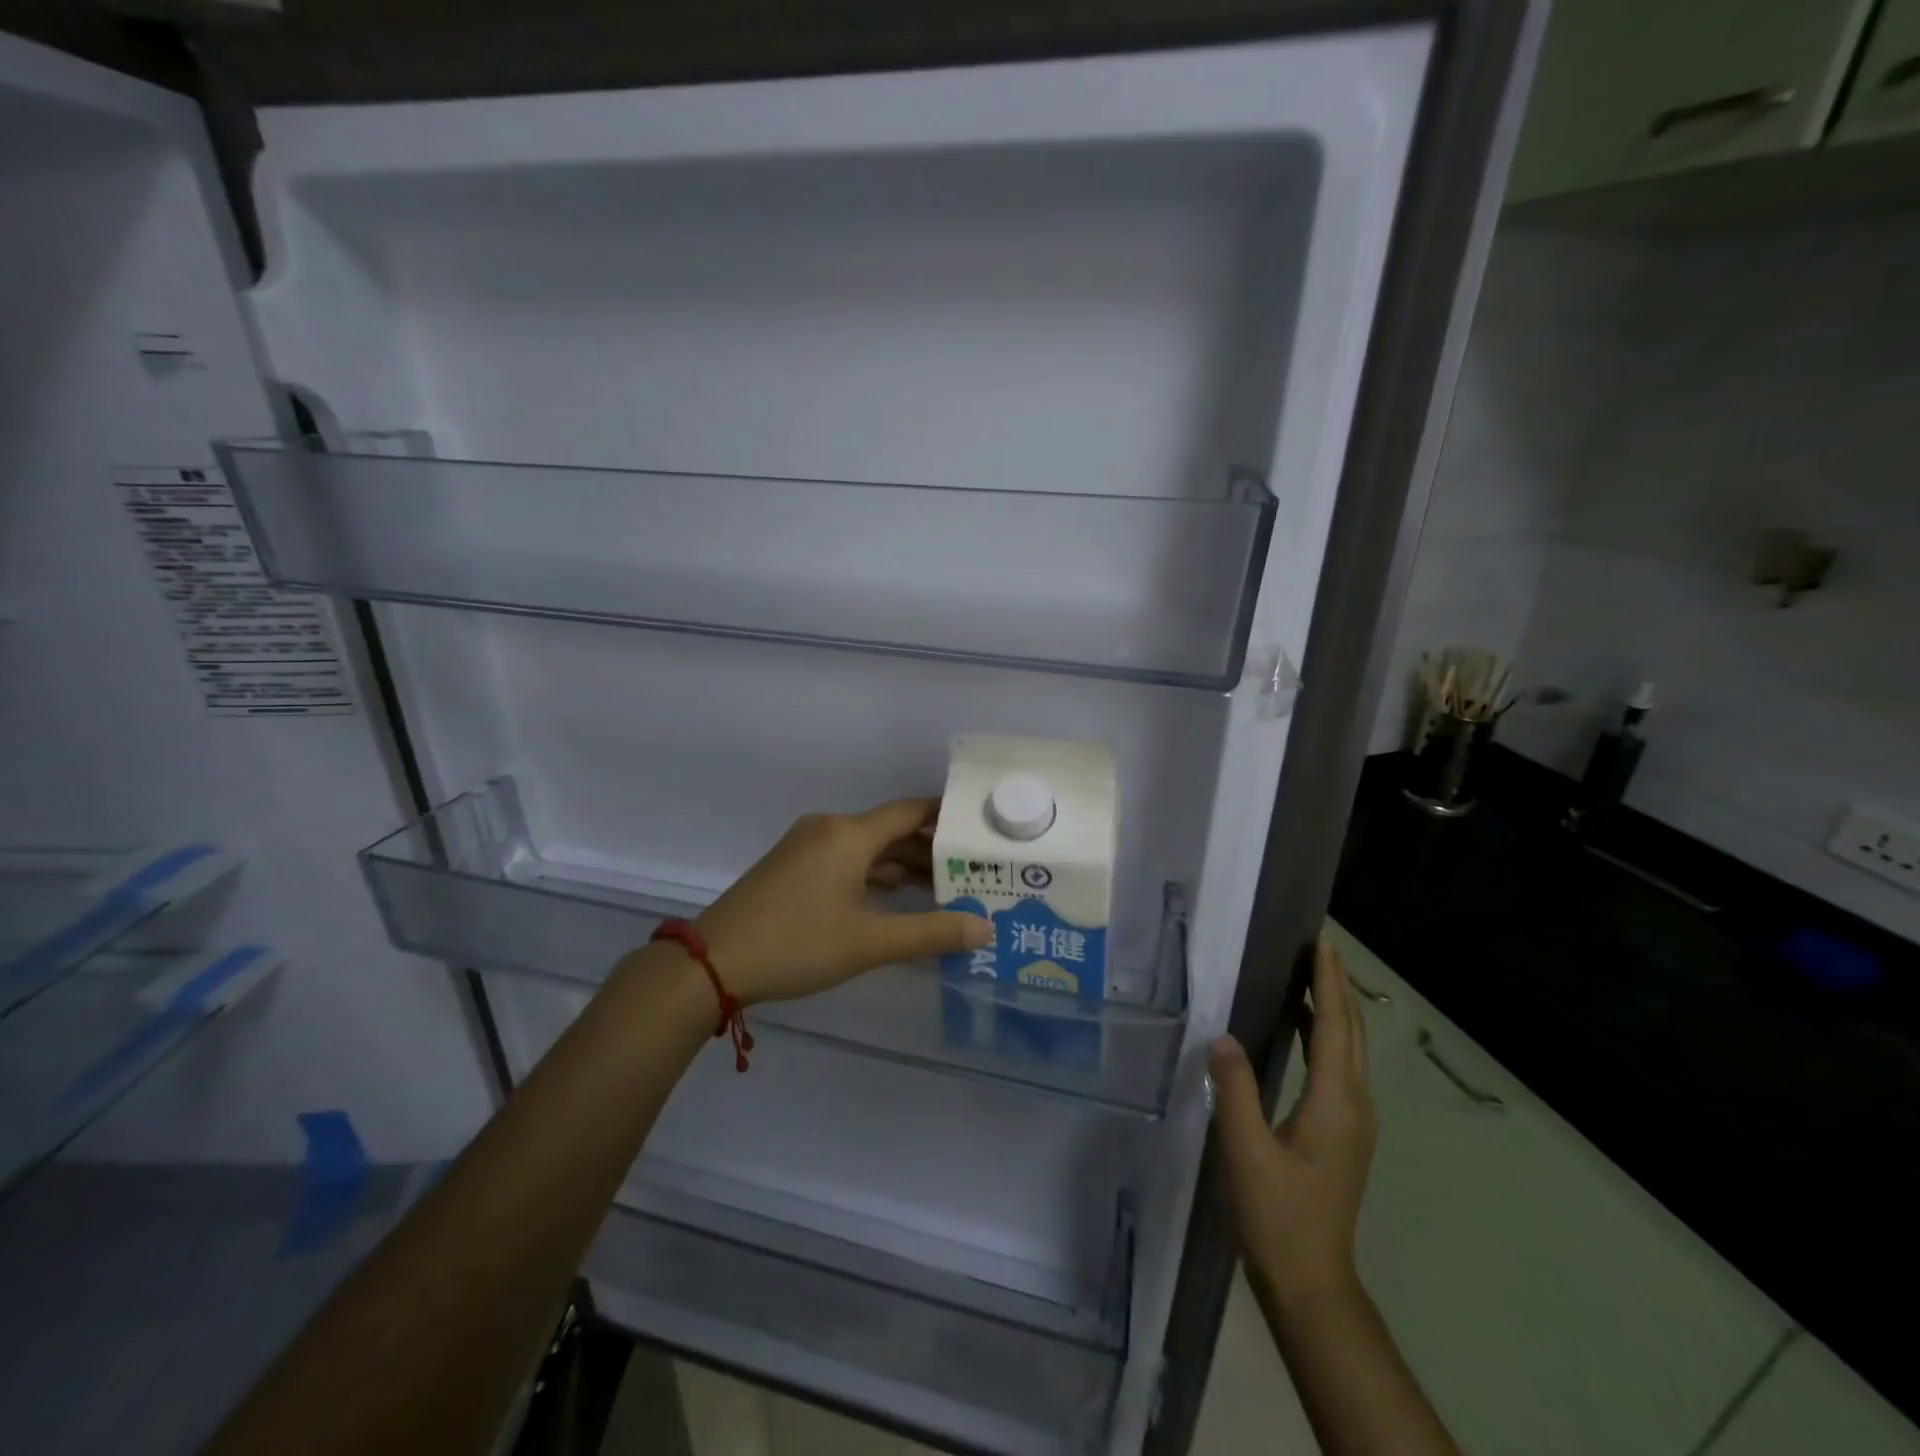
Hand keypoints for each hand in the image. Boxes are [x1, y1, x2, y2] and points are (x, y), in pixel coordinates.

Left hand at [692, 798, 992, 1005]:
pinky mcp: (792, 866)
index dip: (946, 817)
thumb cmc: (796, 944)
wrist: (713, 963)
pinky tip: (895, 896)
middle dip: (929, 849)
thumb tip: (985, 929)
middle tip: (971, 870)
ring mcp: (806, 846)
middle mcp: (829, 829)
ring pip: (867, 847)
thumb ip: (930, 933)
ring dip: (901, 865)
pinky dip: (874, 874)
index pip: (910, 812)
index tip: (980, 828)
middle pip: (890, 830)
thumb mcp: (869, 943)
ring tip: (942, 888)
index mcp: (848, 834)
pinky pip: (846, 859)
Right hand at [1211, 936, 1376, 1312]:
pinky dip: (1324, 1036)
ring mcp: (1353, 1122)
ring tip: (1307, 977)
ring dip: (1332, 1009)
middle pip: (1352, 1032)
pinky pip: (1339, 1067)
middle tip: (1316, 947)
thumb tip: (1223, 1036)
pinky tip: (1300, 1031)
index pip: (1335, 1025)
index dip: (1328, 981)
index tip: (1321, 941)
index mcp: (1336, 1101)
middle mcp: (1354, 1104)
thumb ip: (1235, 1088)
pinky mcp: (1342, 1134)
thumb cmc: (1277, 1214)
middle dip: (1336, 986)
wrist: (1311, 1282)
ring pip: (1349, 1049)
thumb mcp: (1245, 1148)